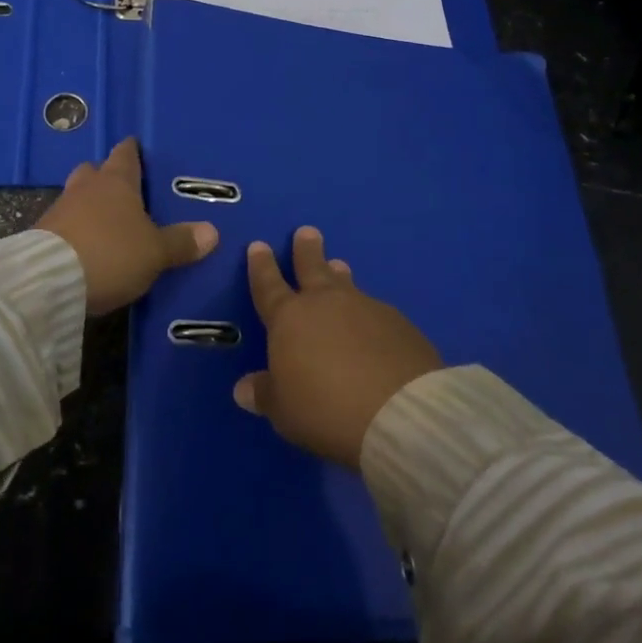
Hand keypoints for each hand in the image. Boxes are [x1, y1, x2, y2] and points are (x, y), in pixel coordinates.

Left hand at [35, 137, 218, 314]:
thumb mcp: (155, 252)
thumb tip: (212, 232)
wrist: (48, 280)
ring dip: (88, 206)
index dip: (133, 151)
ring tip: (105, 223)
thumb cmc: (111, 253)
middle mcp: (86, 187)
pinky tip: (85, 246)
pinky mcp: (40, 235)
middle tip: (123, 191)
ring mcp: (59, 209)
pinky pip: (63, 224)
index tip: (138, 148)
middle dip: (106, 177)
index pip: (126, 154)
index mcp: (116, 182)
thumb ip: (181, 242)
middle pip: (95, 171)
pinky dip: (75, 230)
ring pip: (77, 197)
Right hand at [233, 227, 441, 469]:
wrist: (398, 411)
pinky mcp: (398, 324)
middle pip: (312, 268)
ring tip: (338, 265)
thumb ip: (265, 394)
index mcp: (289, 318)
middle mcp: (326, 303)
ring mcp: (365, 308)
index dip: (261, 266)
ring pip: (346, 284)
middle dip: (306, 250)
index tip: (259, 245)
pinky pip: (375, 310)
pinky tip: (372, 323)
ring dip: (339, 275)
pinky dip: (367, 312)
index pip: (268, 285)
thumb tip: (243, 388)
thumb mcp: (284, 410)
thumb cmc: (325, 409)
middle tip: (307, 231)